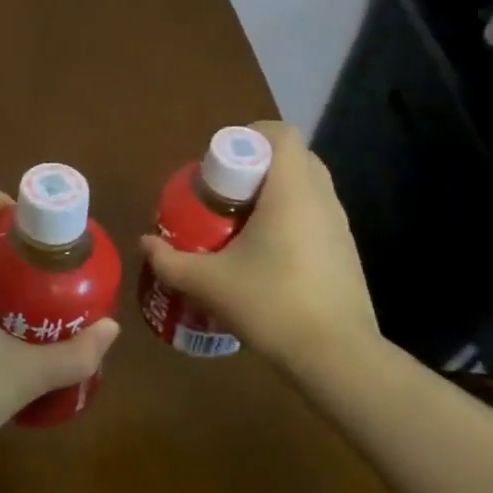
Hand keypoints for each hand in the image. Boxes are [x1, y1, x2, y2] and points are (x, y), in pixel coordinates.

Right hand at [140, 120, 380, 365]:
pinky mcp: (346, 251)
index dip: (251, 135)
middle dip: (259, 162)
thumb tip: (145, 243)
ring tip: (243, 221)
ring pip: (308, 185)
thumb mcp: (209, 284)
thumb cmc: (272, 306)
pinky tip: (268, 252)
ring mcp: (340, 225)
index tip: (222, 162)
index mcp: (291, 192)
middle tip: (227, 190)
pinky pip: (316, 213)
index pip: (281, 135)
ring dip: (276, 190)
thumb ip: (170, 261)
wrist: (338, 358)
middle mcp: (321, 199)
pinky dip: (292, 215)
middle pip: (295, 156)